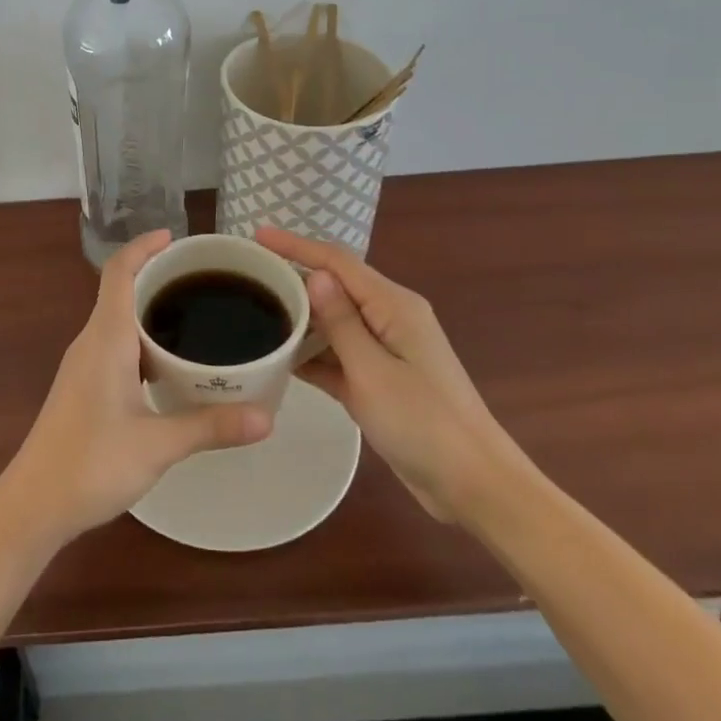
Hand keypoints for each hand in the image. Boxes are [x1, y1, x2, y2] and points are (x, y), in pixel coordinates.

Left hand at [0, 231, 273, 543]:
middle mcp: (91, 342)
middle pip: (121, 291)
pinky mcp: (84, 387)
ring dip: (151, 311)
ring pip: (119, 321)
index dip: (143, 246)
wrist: (34, 504)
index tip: (175, 238)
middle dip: (158, 277)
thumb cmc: (90, 463)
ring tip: (197, 317)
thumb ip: (210, 426)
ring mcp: (84, 365)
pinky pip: (116, 346)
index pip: (119, 272)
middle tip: (204, 280)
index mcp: (105, 339)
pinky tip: (172, 365)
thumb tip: (267, 418)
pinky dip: (144, 341)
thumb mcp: (158, 445)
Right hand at [256, 227, 522, 523]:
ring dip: (298, 317)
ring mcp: (384, 350)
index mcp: (393, 306)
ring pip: (332, 322)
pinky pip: (337, 355)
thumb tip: (315, 276)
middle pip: (334, 287)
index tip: (257, 235)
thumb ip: (342, 323)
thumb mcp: (373, 372)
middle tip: (247, 276)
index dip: (295, 245)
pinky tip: (277, 357)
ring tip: (252, 312)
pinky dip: (311, 353)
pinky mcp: (377, 380)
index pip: (337, 262)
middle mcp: (389, 318)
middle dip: (293, 276)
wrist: (473, 485)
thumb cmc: (424, 424)